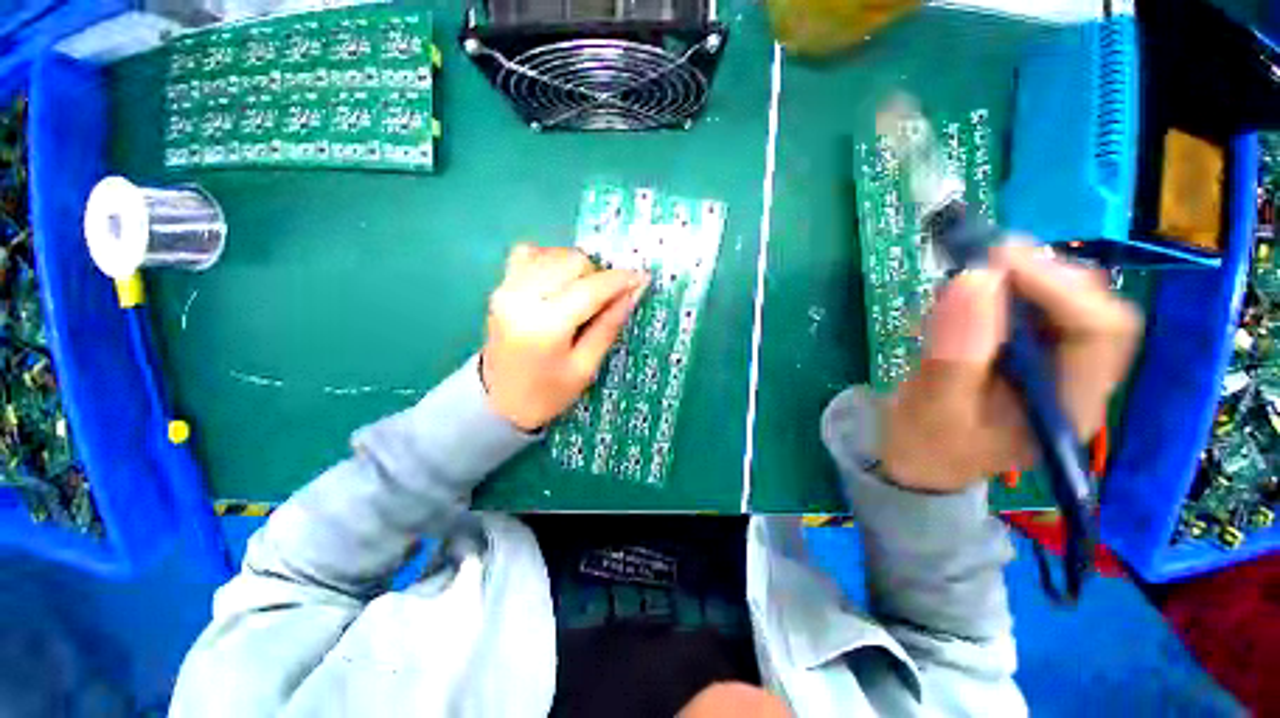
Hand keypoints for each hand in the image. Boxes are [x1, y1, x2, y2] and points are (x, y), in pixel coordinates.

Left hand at [481, 244, 647, 430]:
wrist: (498, 402)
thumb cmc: (548, 393)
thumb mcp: (585, 366)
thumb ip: (609, 324)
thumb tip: (634, 290)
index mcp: (545, 326)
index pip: (590, 288)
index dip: (620, 280)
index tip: (641, 279)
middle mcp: (521, 297)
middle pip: (572, 261)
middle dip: (597, 275)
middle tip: (605, 300)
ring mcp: (506, 288)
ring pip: (554, 253)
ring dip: (576, 268)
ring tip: (582, 295)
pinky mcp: (500, 286)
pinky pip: (529, 253)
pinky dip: (551, 261)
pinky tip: (558, 283)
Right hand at [880, 242, 1142, 492]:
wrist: (919, 461)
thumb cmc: (927, 446)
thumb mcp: (932, 408)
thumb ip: (954, 354)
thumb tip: (973, 279)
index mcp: (1069, 406)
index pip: (1100, 331)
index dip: (1059, 286)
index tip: (995, 261)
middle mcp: (1077, 380)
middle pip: (1091, 307)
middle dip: (1040, 276)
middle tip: (980, 261)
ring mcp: (1056, 365)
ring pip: (1063, 300)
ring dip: (1018, 280)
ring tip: (962, 286)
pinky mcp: (1030, 353)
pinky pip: (1031, 307)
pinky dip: (999, 291)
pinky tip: (963, 302)